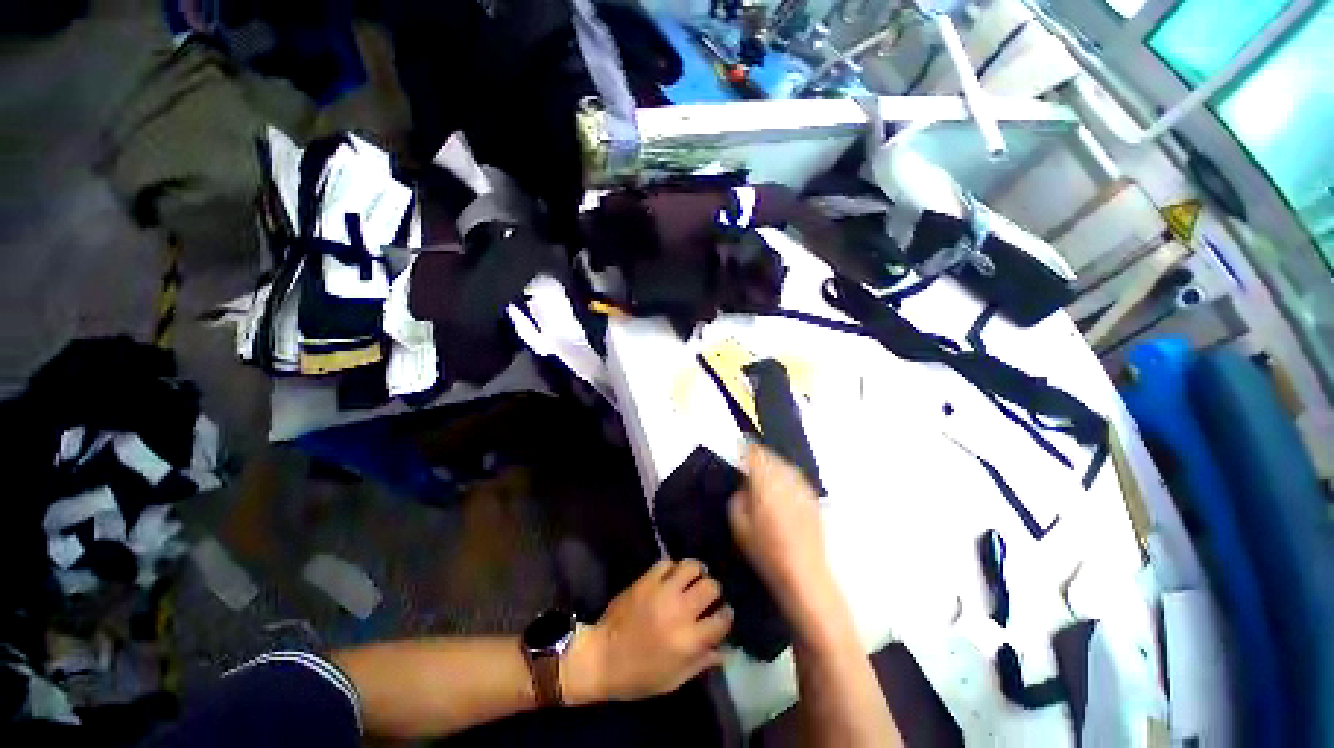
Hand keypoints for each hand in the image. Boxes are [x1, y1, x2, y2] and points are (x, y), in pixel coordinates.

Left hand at [563, 559, 732, 703]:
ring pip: (692, 566)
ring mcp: (662, 592)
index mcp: (689, 641)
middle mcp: (680, 611)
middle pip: (711, 586)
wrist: (601, 658)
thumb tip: (726, 649)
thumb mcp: (674, 679)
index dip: (727, 615)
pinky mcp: (646, 580)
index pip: (723, 619)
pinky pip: (667, 562)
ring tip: (693, 578)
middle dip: (713, 590)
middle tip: (706, 596)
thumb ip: (702, 662)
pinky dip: (672, 568)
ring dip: (696, 572)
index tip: (723, 613)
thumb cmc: (639, 676)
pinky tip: (671, 577)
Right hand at [728, 444, 834, 623]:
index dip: (746, 449)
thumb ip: (738, 500)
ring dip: (773, 462)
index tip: (739, 447)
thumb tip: (743, 487)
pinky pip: (795, 476)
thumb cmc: (766, 552)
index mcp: (764, 485)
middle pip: (770, 456)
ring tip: (764, 468)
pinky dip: (786, 474)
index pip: (755, 455)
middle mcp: (785, 480)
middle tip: (749, 457)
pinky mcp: (812, 497)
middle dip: (759, 454)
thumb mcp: (740, 527)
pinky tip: (781, 484)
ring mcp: (801, 488)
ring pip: (784, 464)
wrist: (804, 574)